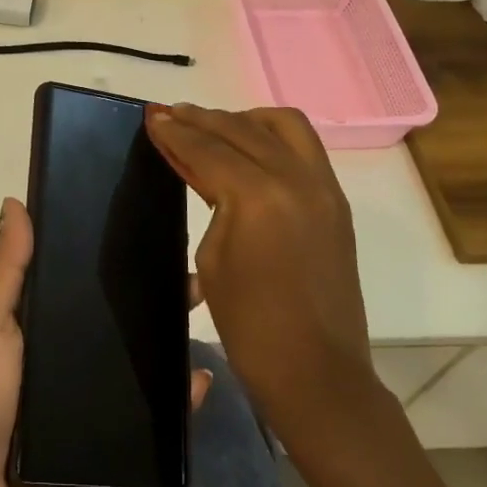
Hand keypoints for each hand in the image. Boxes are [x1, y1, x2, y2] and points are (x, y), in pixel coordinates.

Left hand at [0, 197, 215, 486]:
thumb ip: (7, 270)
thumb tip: (14, 201)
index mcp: (39, 322)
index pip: (83, 281)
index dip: (114, 258)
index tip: (152, 234)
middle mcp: (66, 354)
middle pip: (117, 321)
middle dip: (154, 299)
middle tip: (194, 280)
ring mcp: (86, 398)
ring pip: (137, 365)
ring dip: (170, 344)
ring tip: (207, 321)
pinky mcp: (103, 441)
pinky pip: (145, 418)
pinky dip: (175, 403)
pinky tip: (200, 384)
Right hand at [145, 103, 385, 454]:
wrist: (317, 372)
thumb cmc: (250, 325)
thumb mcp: (213, 257)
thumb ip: (210, 197)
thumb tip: (198, 164)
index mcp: (258, 196)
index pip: (208, 148)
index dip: (175, 132)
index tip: (151, 116)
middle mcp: (296, 178)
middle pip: (241, 129)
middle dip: (202, 119)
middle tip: (171, 114)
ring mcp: (323, 187)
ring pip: (283, 125)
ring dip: (243, 119)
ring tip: (214, 127)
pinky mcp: (335, 200)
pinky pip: (303, 147)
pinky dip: (271, 136)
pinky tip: (248, 146)